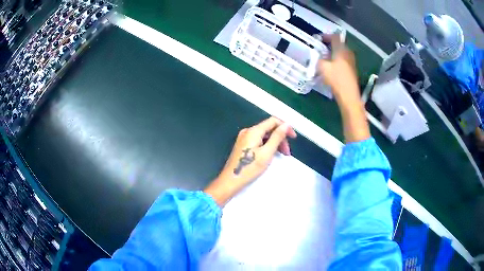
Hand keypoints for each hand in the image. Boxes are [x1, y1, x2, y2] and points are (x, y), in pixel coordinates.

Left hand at [204, 117, 296, 205]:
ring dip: (275, 143)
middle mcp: (248, 131)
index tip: (294, 138)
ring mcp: (244, 138)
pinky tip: (271, 154)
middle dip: (280, 138)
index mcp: (253, 131)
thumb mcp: (267, 153)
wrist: (230, 181)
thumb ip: (277, 137)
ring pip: (264, 135)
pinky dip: (267, 146)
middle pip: (269, 128)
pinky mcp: (243, 145)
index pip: (273, 121)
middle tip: (287, 152)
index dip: (285, 127)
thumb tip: (286, 124)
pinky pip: (258, 140)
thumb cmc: (249, 168)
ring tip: (281, 155)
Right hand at [318, 34, 369, 142]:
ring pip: (341, 53)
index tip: (318, 39)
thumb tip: (318, 56)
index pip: (334, 37)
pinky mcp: (352, 70)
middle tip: (320, 48)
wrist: (349, 96)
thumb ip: (318, 58)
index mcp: (341, 49)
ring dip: (333, 53)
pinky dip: (337, 60)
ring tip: (324, 58)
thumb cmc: (336, 79)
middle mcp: (348, 53)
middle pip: (339, 44)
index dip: (326, 36)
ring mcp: (351, 62)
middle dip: (329, 45)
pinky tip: (331, 67)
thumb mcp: (322, 66)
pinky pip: (343, 60)